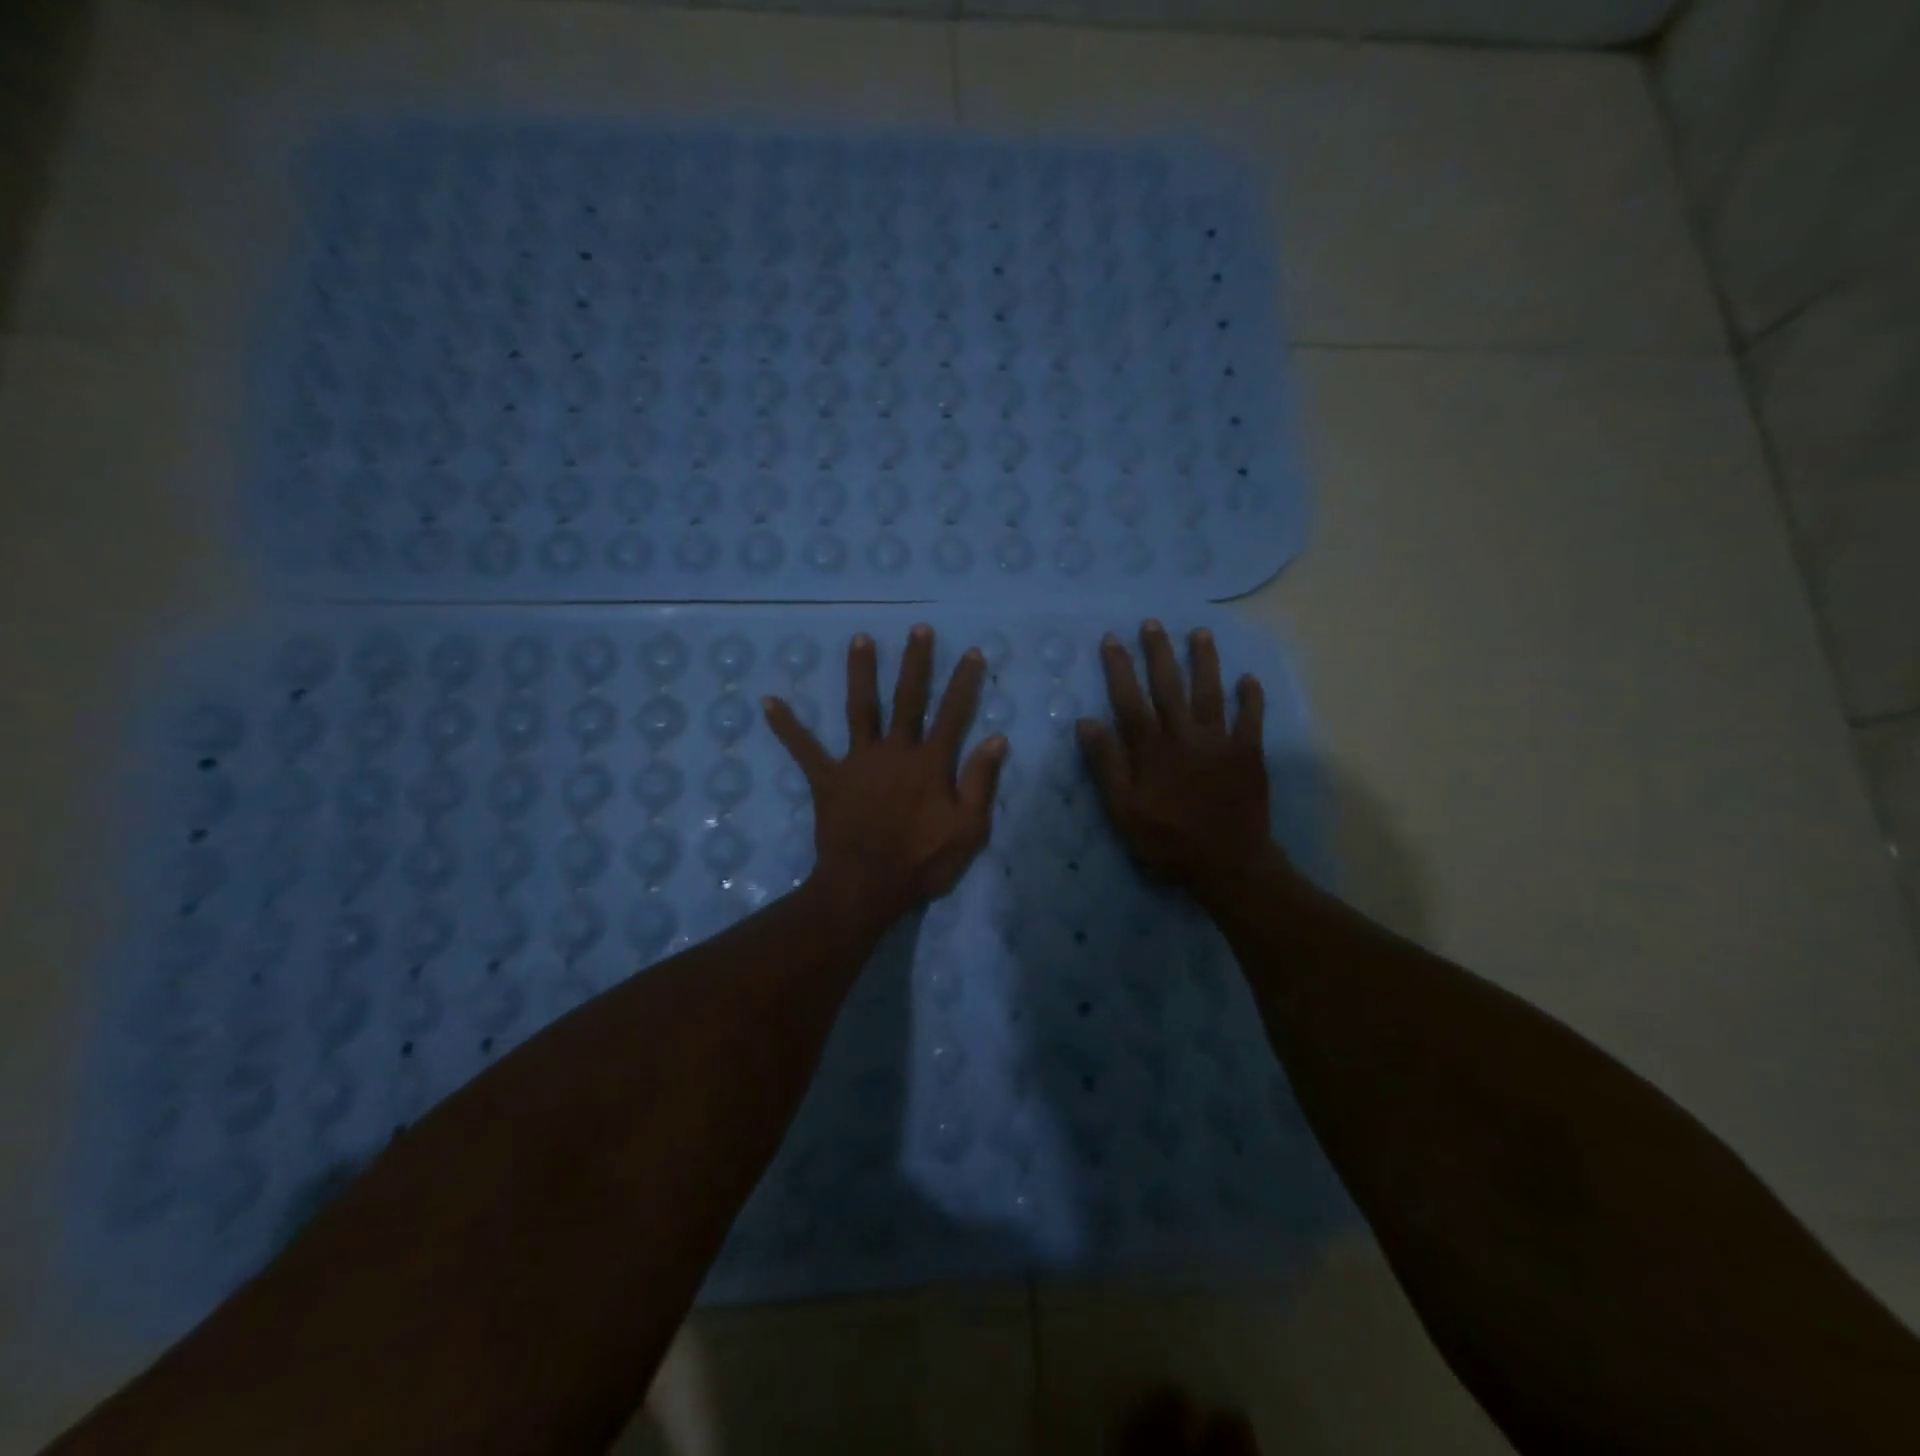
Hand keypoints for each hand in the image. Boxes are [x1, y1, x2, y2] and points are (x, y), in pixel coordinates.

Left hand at [764, 625, 1008, 927]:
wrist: (866, 887)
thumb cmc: (922, 862)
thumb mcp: (969, 829)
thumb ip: (981, 782)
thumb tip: (997, 738)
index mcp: (930, 763)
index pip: (952, 714)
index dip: (963, 683)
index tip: (970, 652)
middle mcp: (894, 751)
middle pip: (907, 699)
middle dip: (915, 662)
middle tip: (917, 630)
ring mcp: (858, 762)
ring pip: (860, 708)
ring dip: (861, 673)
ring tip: (859, 639)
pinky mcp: (828, 779)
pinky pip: (804, 750)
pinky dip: (787, 727)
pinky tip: (768, 702)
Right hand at [1077, 620, 1282, 898]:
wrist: (1227, 864)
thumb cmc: (1167, 840)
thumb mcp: (1123, 808)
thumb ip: (1106, 764)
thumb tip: (1087, 721)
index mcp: (1152, 748)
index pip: (1130, 699)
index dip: (1120, 668)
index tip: (1112, 639)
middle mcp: (1185, 735)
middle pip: (1169, 686)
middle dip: (1159, 653)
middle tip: (1152, 624)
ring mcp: (1220, 742)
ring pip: (1211, 692)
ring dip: (1205, 661)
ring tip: (1200, 633)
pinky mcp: (1248, 754)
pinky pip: (1251, 719)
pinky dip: (1251, 698)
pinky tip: (1248, 679)